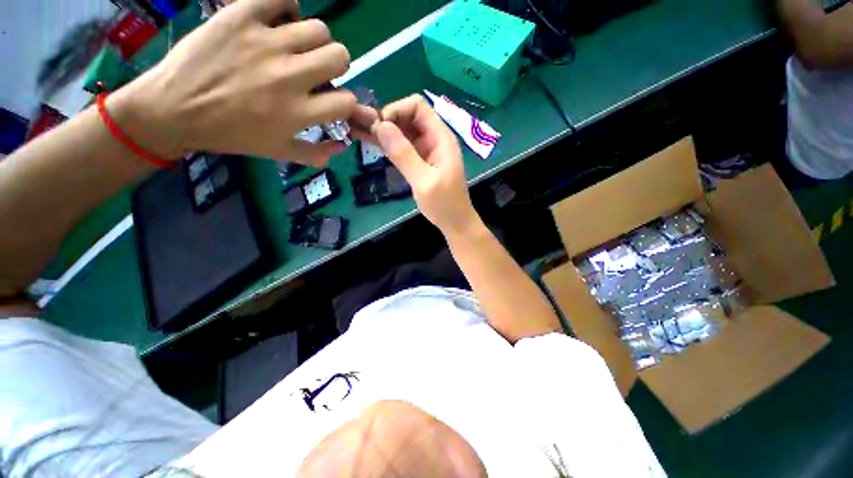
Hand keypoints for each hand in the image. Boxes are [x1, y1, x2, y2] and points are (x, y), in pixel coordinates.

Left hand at [110, 0, 355, 165]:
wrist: (173, 110)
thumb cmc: (230, 135)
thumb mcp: (278, 153)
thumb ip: (316, 153)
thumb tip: (343, 146)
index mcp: (298, 112)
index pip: (347, 101)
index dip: (345, 102)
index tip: (332, 101)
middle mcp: (289, 77)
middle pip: (339, 56)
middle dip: (335, 65)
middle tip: (317, 69)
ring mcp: (265, 43)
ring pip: (318, 29)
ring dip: (314, 40)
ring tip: (297, 46)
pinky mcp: (241, 17)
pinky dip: (286, 7)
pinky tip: (278, 20)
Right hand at [372, 95, 479, 235]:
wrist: (454, 222)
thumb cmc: (444, 204)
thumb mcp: (424, 181)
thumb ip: (404, 154)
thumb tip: (381, 125)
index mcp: (441, 138)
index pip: (417, 107)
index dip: (396, 110)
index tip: (379, 128)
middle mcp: (434, 139)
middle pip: (408, 116)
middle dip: (386, 120)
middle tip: (363, 131)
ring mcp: (427, 150)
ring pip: (403, 131)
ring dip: (384, 131)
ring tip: (359, 133)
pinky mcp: (420, 161)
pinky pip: (403, 146)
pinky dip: (389, 144)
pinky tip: (371, 144)